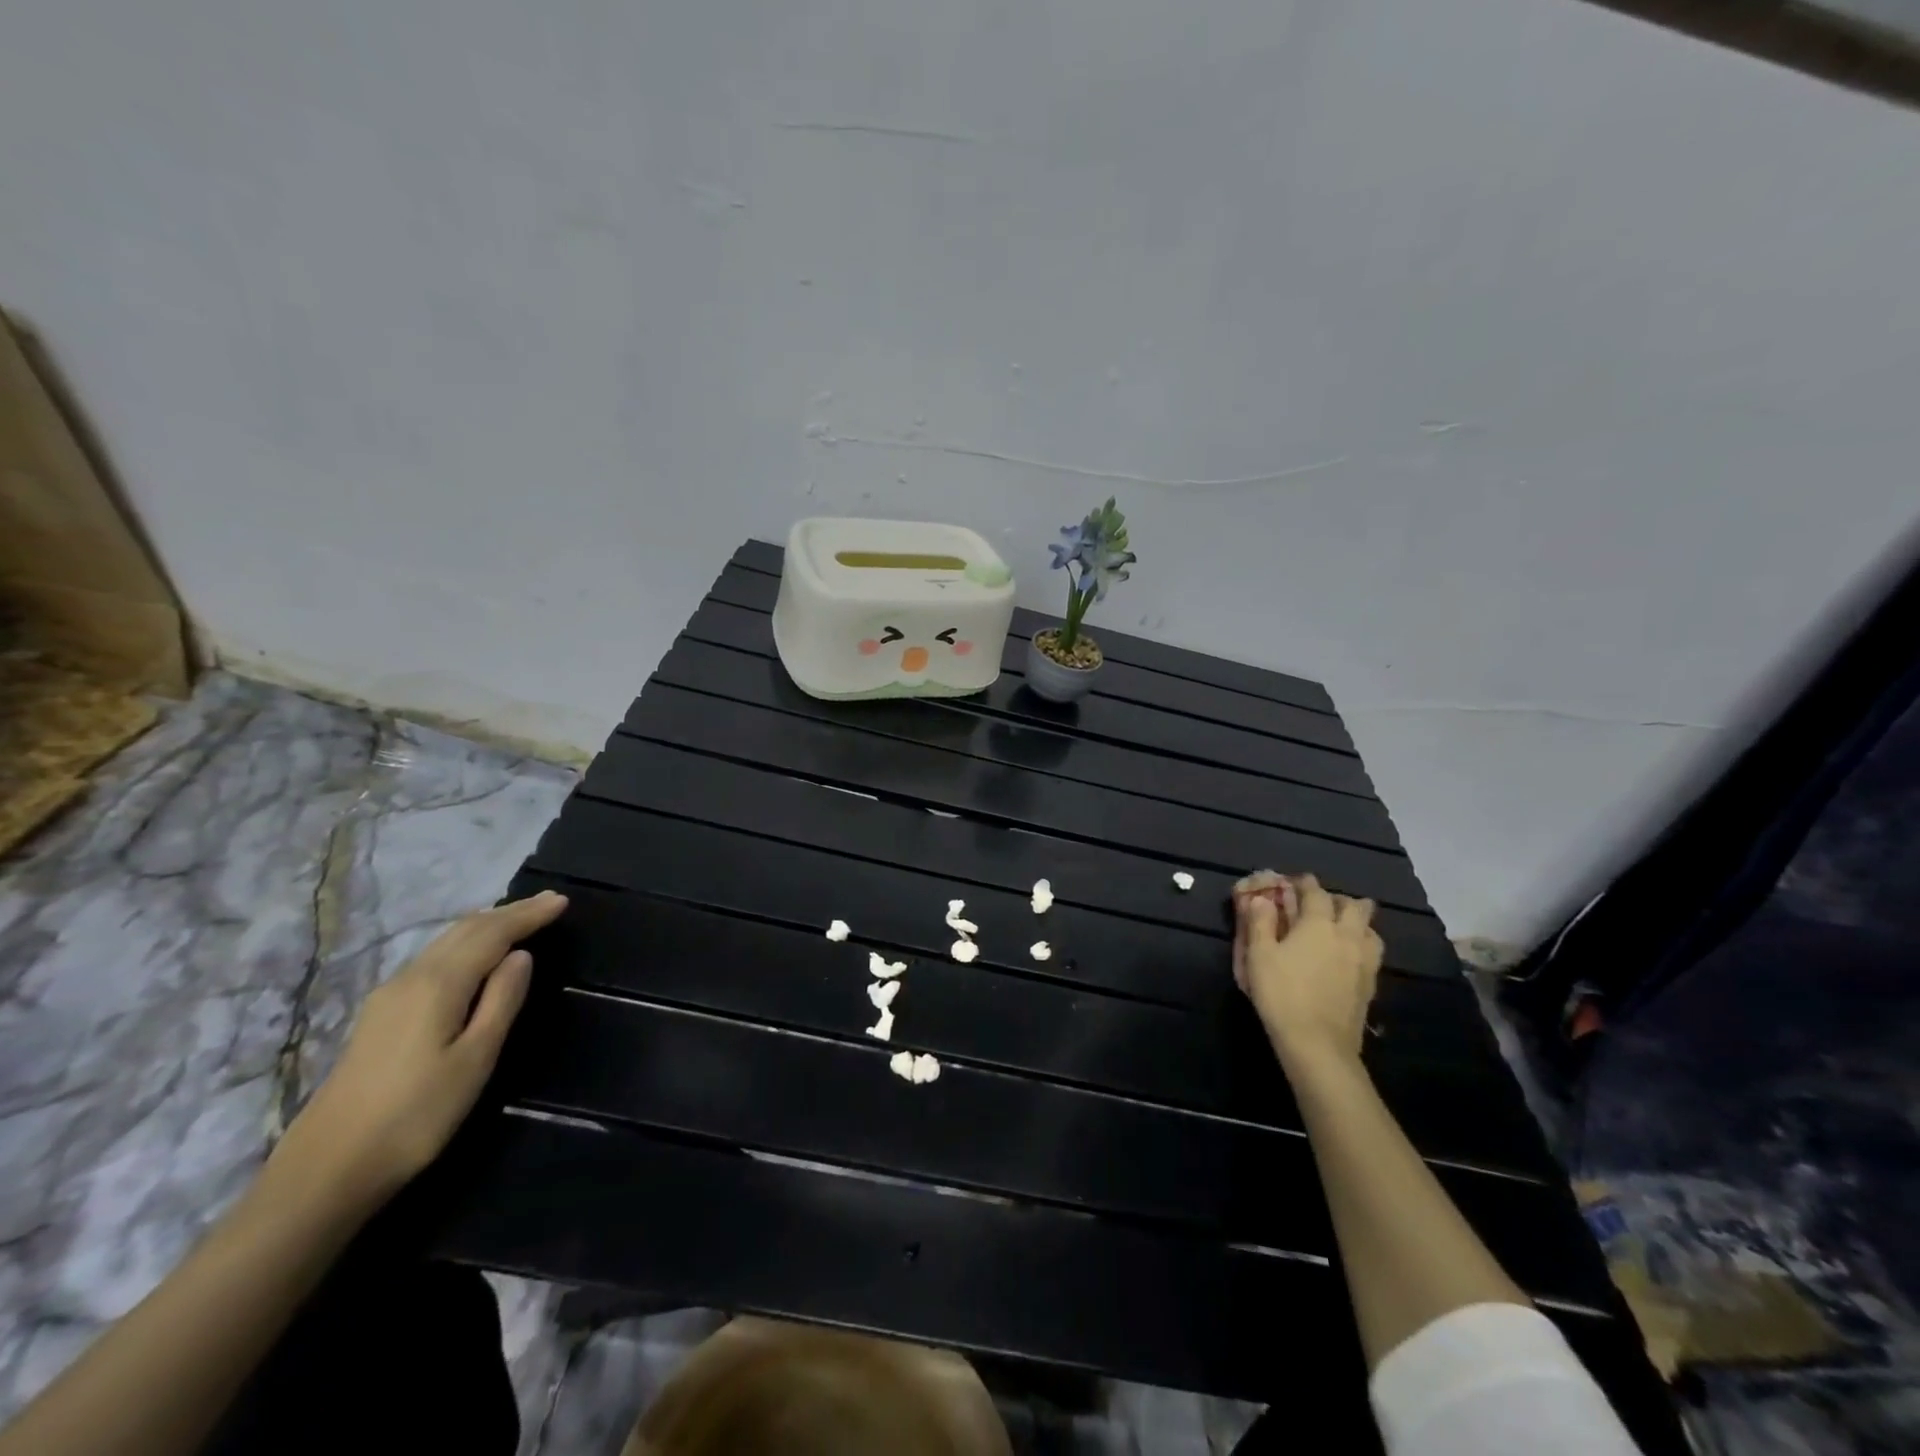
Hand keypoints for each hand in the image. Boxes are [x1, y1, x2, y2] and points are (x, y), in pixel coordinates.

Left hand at [271, 890, 568, 1206]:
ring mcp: (389, 997)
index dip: (528, 915)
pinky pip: (432, 959)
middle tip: (547, 903)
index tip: (563, 900)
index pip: (492, 934)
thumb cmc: (416, 1115)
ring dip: (485, 926)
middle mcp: (411, 978)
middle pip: (465, 930)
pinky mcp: (379, 1017)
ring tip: (518, 920)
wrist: (326, 1170)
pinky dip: (464, 944)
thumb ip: (501, 1001)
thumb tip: (520, 956)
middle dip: (509, 913)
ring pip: (445, 943)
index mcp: (439, 984)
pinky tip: (473, 955)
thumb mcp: (475, 1059)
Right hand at [1233, 871, 1380, 1069]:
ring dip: (1356, 922)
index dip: (1305, 883)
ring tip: (1339, 929)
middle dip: (1338, 900)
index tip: (1294, 882)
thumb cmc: (1282, 993)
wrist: (1317, 1043)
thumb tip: (1261, 900)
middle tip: (1319, 906)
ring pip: (1370, 929)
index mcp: (1318, 924)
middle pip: (1355, 906)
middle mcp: (1347, 936)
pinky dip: (1362, 945)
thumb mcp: (1258, 955)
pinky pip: (1372, 953)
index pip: (1316, 892)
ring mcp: (1364, 961)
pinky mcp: (1370, 984)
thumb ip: (1260, 923)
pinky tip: (1347, 956)